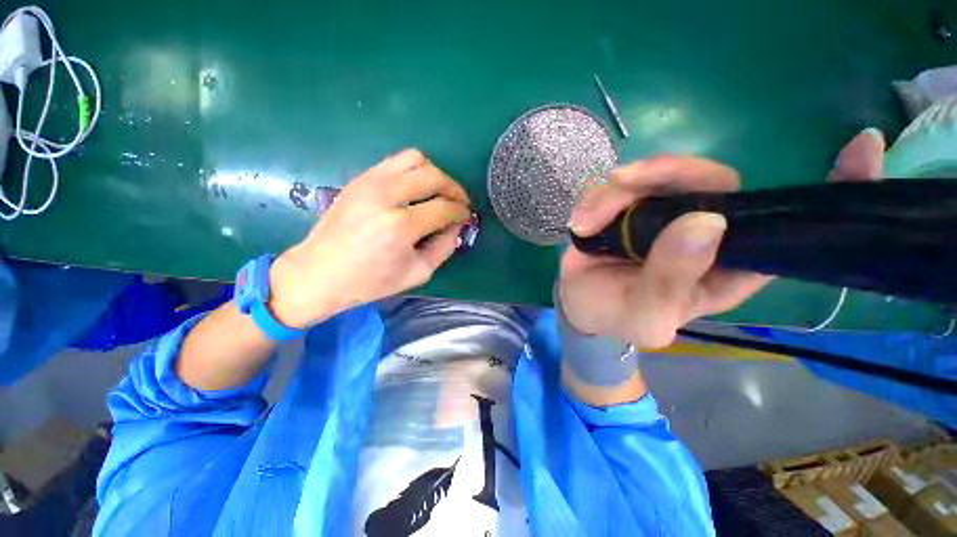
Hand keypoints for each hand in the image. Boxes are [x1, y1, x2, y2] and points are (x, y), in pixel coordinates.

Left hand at [269, 149, 470, 327]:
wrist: (319, 272)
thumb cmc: (370, 281)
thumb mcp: (417, 273)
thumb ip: (444, 248)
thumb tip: (458, 226)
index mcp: (401, 226)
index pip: (444, 208)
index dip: (461, 211)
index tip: (467, 217)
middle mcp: (386, 196)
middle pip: (433, 176)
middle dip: (454, 188)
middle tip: (459, 203)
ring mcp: (370, 182)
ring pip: (415, 159)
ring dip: (435, 174)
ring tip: (439, 192)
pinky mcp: (360, 178)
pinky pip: (396, 161)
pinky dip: (414, 171)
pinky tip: (416, 189)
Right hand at [559, 127, 886, 348]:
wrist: (579, 305)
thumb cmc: (614, 318)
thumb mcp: (644, 317)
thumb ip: (671, 282)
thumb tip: (705, 221)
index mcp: (727, 267)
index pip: (790, 228)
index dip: (833, 190)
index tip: (863, 146)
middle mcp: (704, 232)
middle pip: (711, 181)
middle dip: (667, 173)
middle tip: (624, 182)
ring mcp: (664, 215)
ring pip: (658, 176)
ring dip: (617, 192)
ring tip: (585, 222)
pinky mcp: (630, 207)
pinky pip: (620, 185)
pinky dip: (596, 198)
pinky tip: (580, 223)